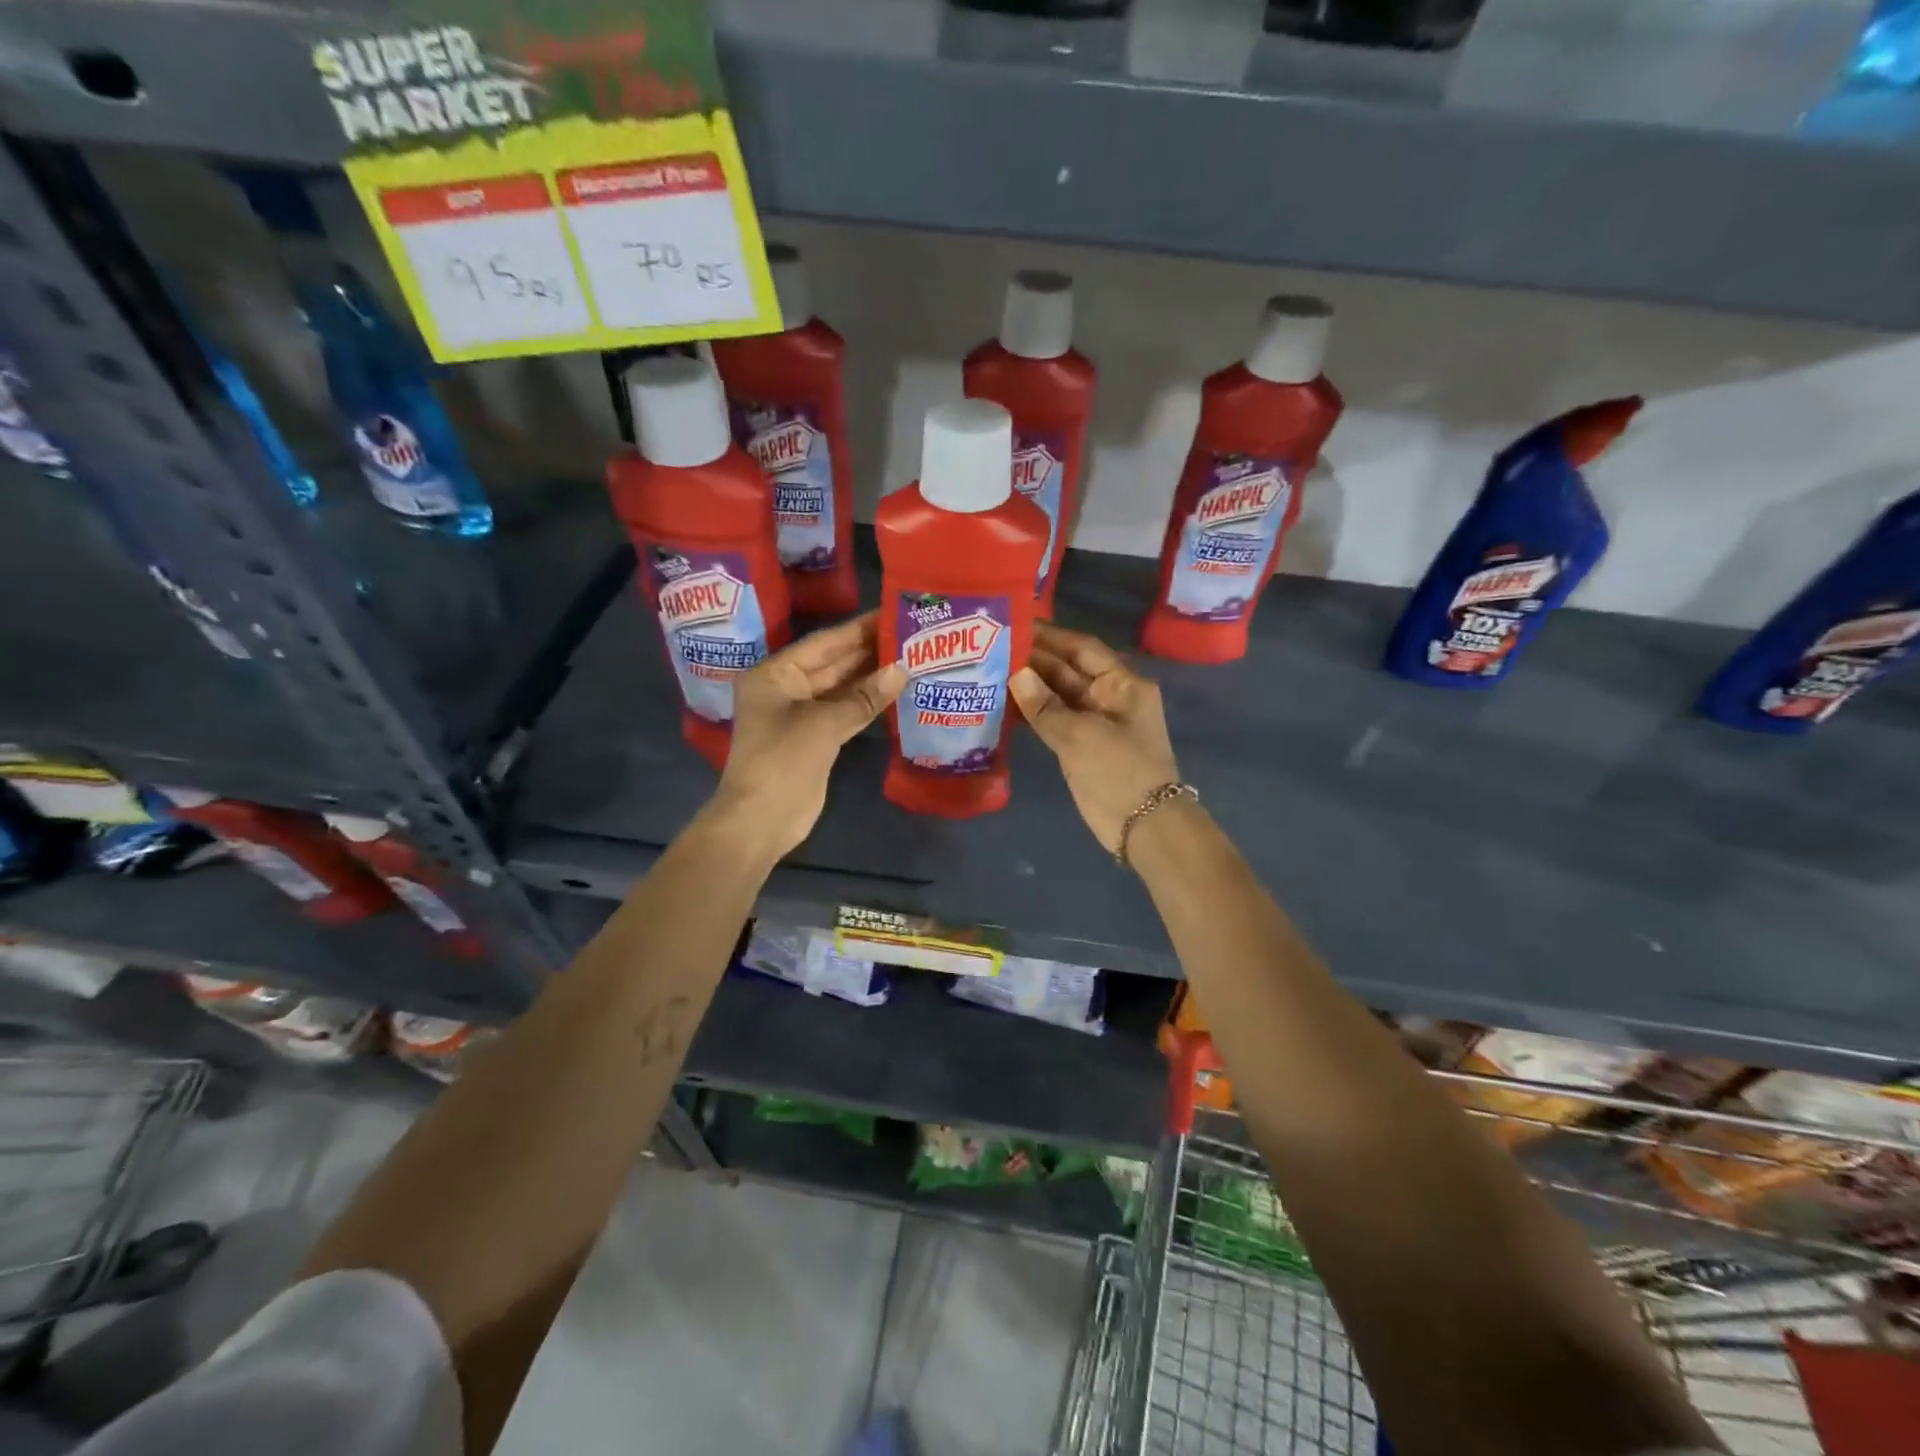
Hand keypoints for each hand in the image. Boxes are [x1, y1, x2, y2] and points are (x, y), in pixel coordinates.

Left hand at [711, 612, 904, 858]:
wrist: (762, 820)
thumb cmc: (782, 761)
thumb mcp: (824, 724)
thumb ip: (863, 697)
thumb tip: (902, 670)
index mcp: (774, 674)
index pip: (823, 643)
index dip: (858, 629)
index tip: (890, 613)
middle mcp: (784, 688)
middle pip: (831, 663)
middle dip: (867, 651)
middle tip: (908, 633)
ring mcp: (799, 715)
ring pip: (840, 689)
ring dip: (870, 676)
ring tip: (909, 656)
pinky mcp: (814, 739)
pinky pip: (844, 712)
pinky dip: (866, 704)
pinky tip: (894, 691)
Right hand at [1010, 623, 1181, 854]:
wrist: (1142, 824)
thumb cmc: (1120, 770)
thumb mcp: (1081, 735)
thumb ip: (1045, 705)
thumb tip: (1015, 673)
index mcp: (1122, 684)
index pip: (1082, 649)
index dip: (1050, 636)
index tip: (1016, 625)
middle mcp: (1108, 697)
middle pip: (1067, 670)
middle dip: (1034, 660)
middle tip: (992, 647)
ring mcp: (1093, 722)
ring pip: (1057, 696)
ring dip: (1029, 685)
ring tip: (990, 669)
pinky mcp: (1079, 746)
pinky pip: (1052, 720)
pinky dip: (1031, 711)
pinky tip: (1002, 702)